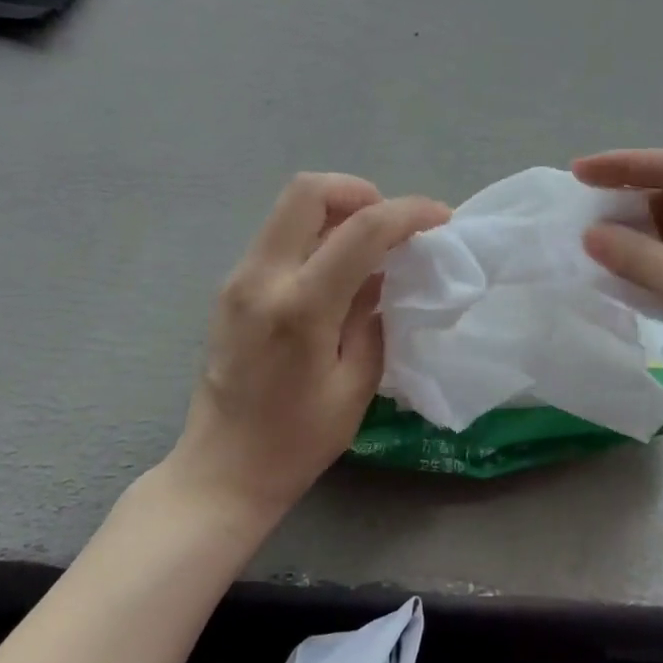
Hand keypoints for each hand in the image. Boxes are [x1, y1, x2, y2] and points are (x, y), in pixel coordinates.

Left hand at [168, 173, 449, 519]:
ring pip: (290, 208)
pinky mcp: (231, 287)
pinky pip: (279, 235)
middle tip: (392, 222)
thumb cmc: (296, 442)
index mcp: (300, 308)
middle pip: (308, 191)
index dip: (408, 213)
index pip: (361, 230)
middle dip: (360, 191)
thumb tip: (386, 274)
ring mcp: (239, 278)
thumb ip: (374, 318)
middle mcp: (262, 278)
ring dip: (338, 210)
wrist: (221, 471)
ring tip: (372, 243)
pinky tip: (339, 267)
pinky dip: (316, 232)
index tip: (441, 217)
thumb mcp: (355, 386)